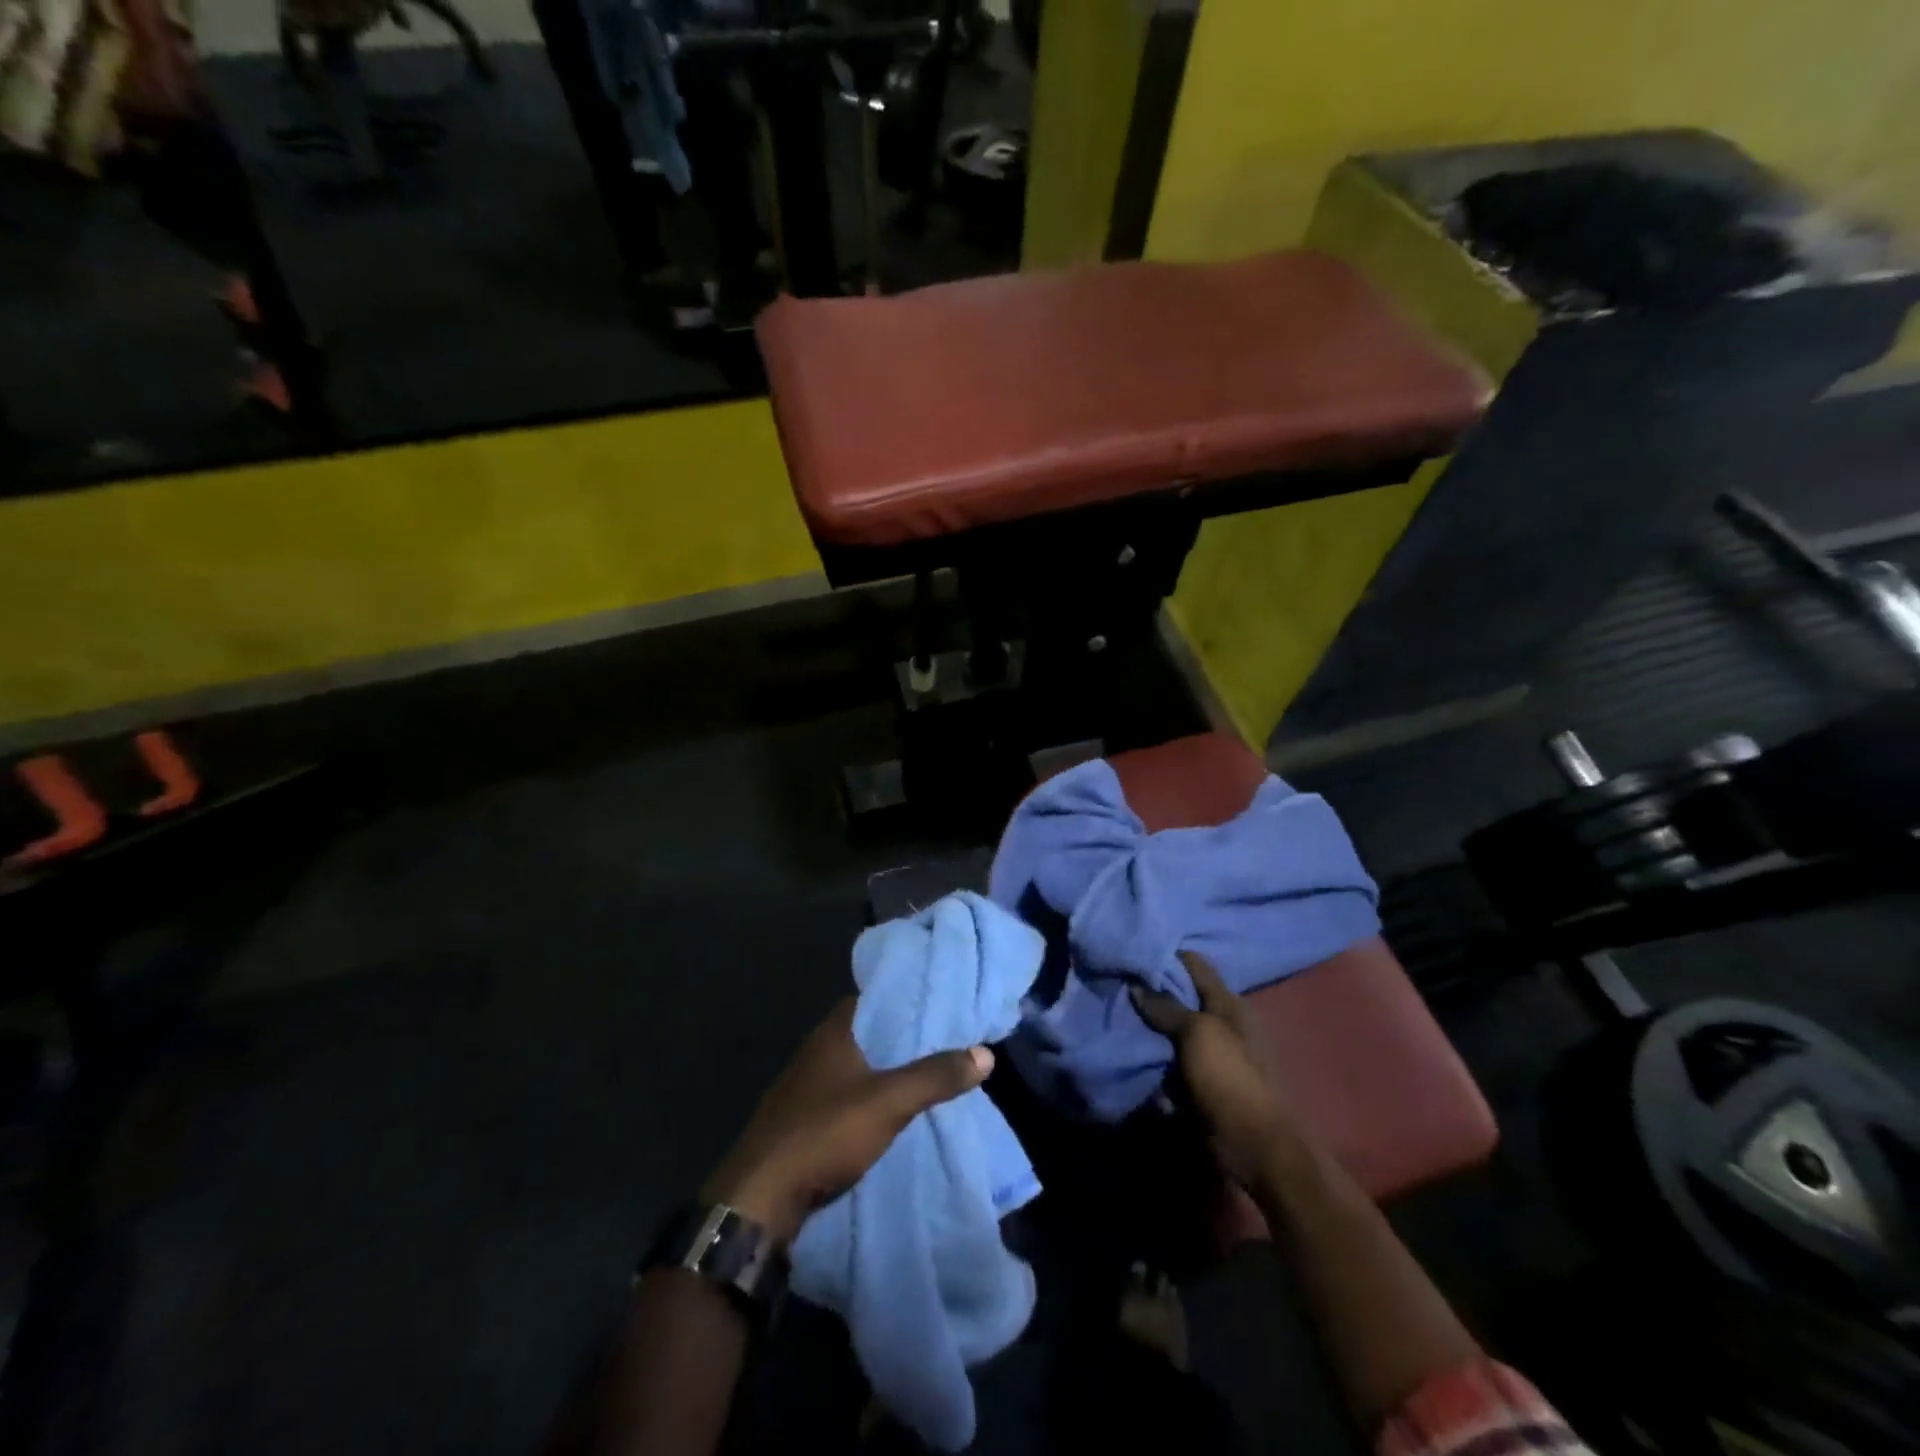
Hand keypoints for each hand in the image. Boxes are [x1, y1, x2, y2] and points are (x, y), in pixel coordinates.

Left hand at [702, 999, 993, 1244]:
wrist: (759, 1200)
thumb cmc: (824, 1133)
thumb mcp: (888, 1102)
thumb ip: (935, 1076)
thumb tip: (985, 1052)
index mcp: (832, 1032)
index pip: (872, 997)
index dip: (903, 996)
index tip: (938, 1000)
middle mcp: (816, 1051)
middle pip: (866, 1032)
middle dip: (901, 1035)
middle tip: (943, 1037)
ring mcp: (805, 1087)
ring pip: (855, 1065)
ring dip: (885, 1068)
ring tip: (926, 1070)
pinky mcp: (802, 1120)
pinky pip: (844, 1095)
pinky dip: (869, 1095)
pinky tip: (891, 1109)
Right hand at [1132, 951, 1296, 1183]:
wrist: (1254, 1146)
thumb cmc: (1230, 1078)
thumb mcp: (1198, 1033)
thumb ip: (1167, 1007)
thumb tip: (1136, 986)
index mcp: (1229, 1004)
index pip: (1194, 965)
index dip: (1166, 956)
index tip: (1132, 952)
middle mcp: (1220, 1023)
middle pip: (1180, 998)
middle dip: (1151, 993)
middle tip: (1115, 984)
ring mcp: (1210, 1054)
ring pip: (1170, 1031)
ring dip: (1147, 1028)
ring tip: (1113, 1014)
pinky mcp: (1199, 1082)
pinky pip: (1168, 1062)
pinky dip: (1152, 1059)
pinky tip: (1126, 1050)